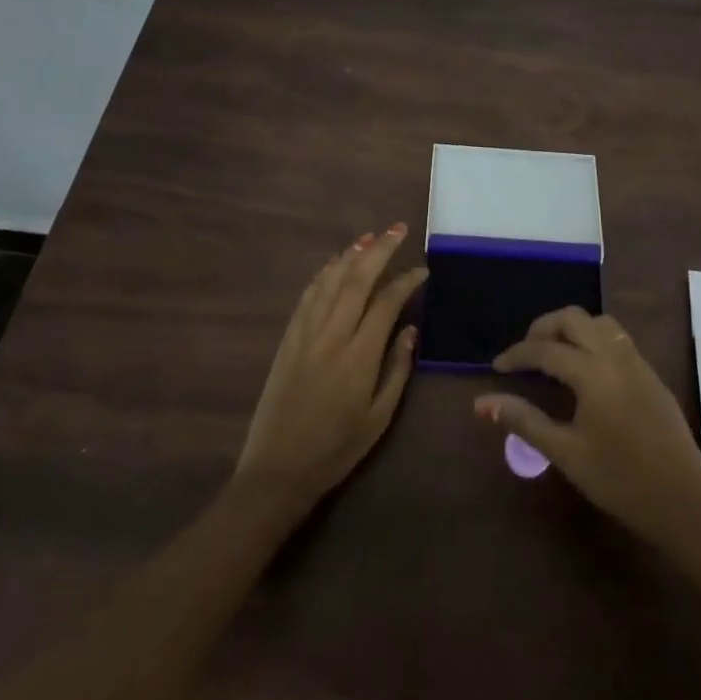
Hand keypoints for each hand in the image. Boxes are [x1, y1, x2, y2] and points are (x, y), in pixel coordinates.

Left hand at [234, 225, 426, 511]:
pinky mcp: (288, 339)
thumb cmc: (336, 448)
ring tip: (370, 237)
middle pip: (357, 278)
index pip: (386, 302)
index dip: (406, 281)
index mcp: (359, 355)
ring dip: (351, 255)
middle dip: (380, 250)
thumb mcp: (379, 416)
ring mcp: (305, 333)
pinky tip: (335, 264)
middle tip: (398, 230)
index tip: (422, 271)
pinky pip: (307, 296)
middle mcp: (332, 334)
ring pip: (330, 280)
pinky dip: (324, 274)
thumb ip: (397, 369)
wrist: (278, 469)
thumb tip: (409, 329)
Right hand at [477, 306, 700, 554]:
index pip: (545, 349)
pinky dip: (593, 339)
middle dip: (543, 328)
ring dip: (572, 329)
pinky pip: (617, 339)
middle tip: (525, 354)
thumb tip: (482, 402)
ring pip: (599, 323)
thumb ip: (524, 421)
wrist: (683, 505)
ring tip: (553, 355)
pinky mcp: (652, 375)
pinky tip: (585, 370)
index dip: (517, 354)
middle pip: (573, 318)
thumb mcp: (565, 453)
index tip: (496, 367)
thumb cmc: (619, 482)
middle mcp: (616, 356)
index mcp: (593, 372)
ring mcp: (638, 363)